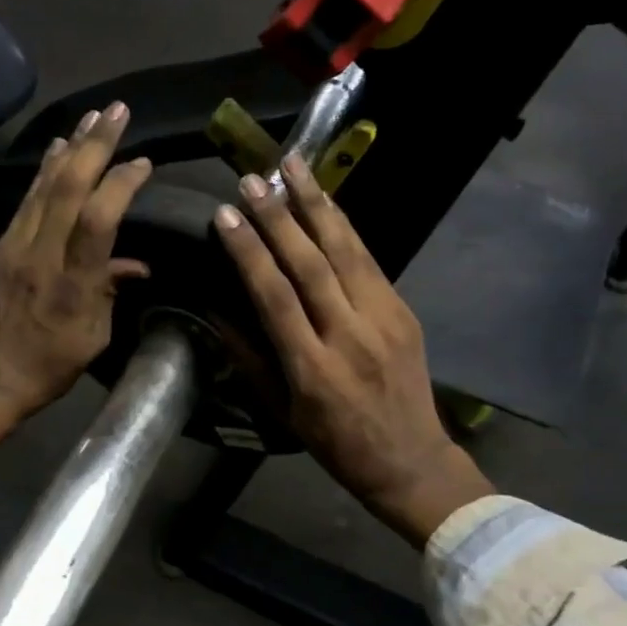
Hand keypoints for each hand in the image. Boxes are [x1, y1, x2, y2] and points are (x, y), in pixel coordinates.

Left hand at [0, 102, 152, 468]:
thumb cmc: (49, 365)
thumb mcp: (93, 337)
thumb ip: (111, 290)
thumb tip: (136, 263)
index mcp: (72, 283)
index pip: (99, 219)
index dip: (122, 184)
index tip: (144, 163)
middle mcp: (41, 254)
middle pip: (68, 187)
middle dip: (96, 145)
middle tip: (118, 111)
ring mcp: (15, 245)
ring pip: (45, 185)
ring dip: (71, 147)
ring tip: (93, 116)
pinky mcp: (1, 245)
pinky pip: (28, 198)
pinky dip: (46, 169)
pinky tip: (58, 148)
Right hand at [213, 154, 494, 547]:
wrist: (410, 459)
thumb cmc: (335, 443)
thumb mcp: (282, 411)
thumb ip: (249, 358)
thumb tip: (215, 311)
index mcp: (313, 369)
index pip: (275, 297)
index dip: (249, 253)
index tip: (225, 216)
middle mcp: (350, 336)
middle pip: (312, 265)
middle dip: (279, 216)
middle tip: (253, 179)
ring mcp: (383, 319)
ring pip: (346, 251)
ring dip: (317, 204)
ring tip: (293, 166)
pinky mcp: (404, 311)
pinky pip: (370, 261)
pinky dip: (344, 227)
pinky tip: (326, 201)